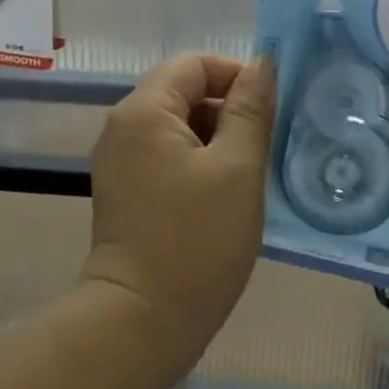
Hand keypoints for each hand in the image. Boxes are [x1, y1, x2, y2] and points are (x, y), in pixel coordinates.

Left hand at [81, 54, 275, 372]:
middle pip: (182, 91)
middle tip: (264, 147)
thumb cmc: (196, 241)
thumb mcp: (237, 169)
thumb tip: (261, 65)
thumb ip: (250, 110)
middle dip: (226, 110)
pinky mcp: (123, 188)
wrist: (139, 323)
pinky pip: (164, 154)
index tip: (269, 109)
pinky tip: (221, 196)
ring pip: (176, 125)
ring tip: (247, 175)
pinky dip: (195, 161)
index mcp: (143, 109)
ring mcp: (119, 158)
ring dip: (214, 139)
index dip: (235, 76)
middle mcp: (122, 124)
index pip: (194, 64)